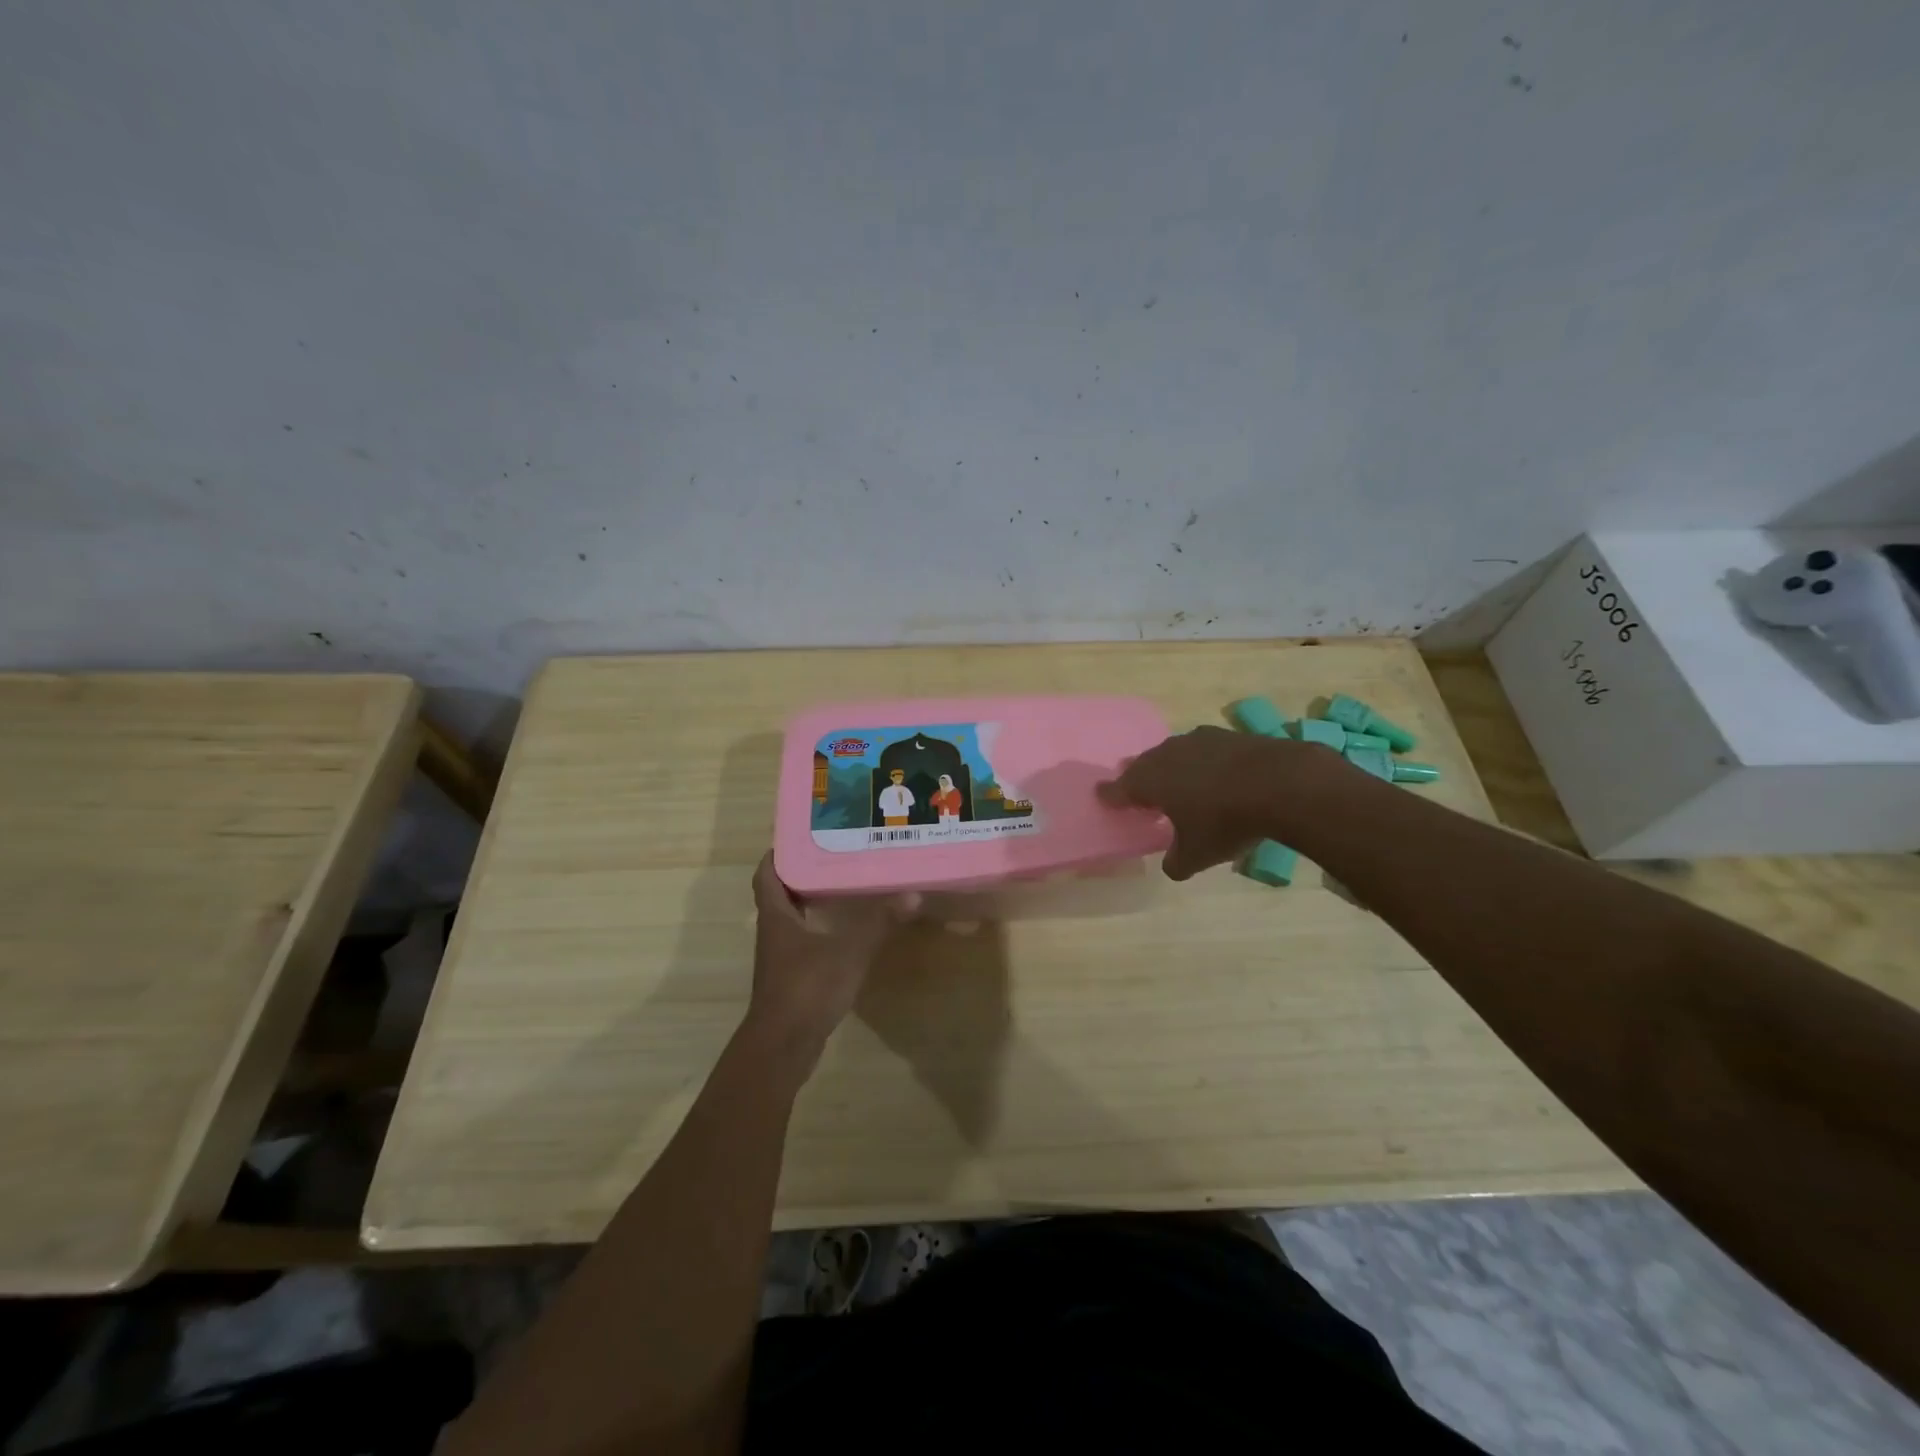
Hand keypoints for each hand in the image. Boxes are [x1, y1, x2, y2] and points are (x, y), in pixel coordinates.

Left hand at [744, 853, 914, 1067]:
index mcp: (777, 917)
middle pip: (782, 894)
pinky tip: (847, 930)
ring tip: (846, 886)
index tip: (802, 837)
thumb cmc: (807, 988)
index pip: (766, 875)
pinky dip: (821, 929)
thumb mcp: (849, 951)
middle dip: (804, 874)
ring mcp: (781, 958)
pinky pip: (805, 942)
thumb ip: (878, 923)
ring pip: (794, 919)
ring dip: (813, 902)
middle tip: (836, 856)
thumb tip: (912, 894)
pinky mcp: (793, 978)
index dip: (778, 854)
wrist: (783, 1047)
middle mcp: (773, 932)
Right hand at [1098, 726, 1313, 879]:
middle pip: (1143, 765)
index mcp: (1150, 781)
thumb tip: (1171, 866)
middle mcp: (1167, 755)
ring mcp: (1197, 741)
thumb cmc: (1225, 821)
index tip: (1101, 795)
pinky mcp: (1227, 735)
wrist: (1280, 783)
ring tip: (1176, 781)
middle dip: (1138, 777)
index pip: (1119, 788)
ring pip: (1173, 753)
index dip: (1110, 795)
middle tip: (1137, 789)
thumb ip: (1177, 862)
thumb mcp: (1197, 855)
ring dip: (1170, 767)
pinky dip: (1202, 762)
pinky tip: (1213, 773)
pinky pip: (1203, 749)